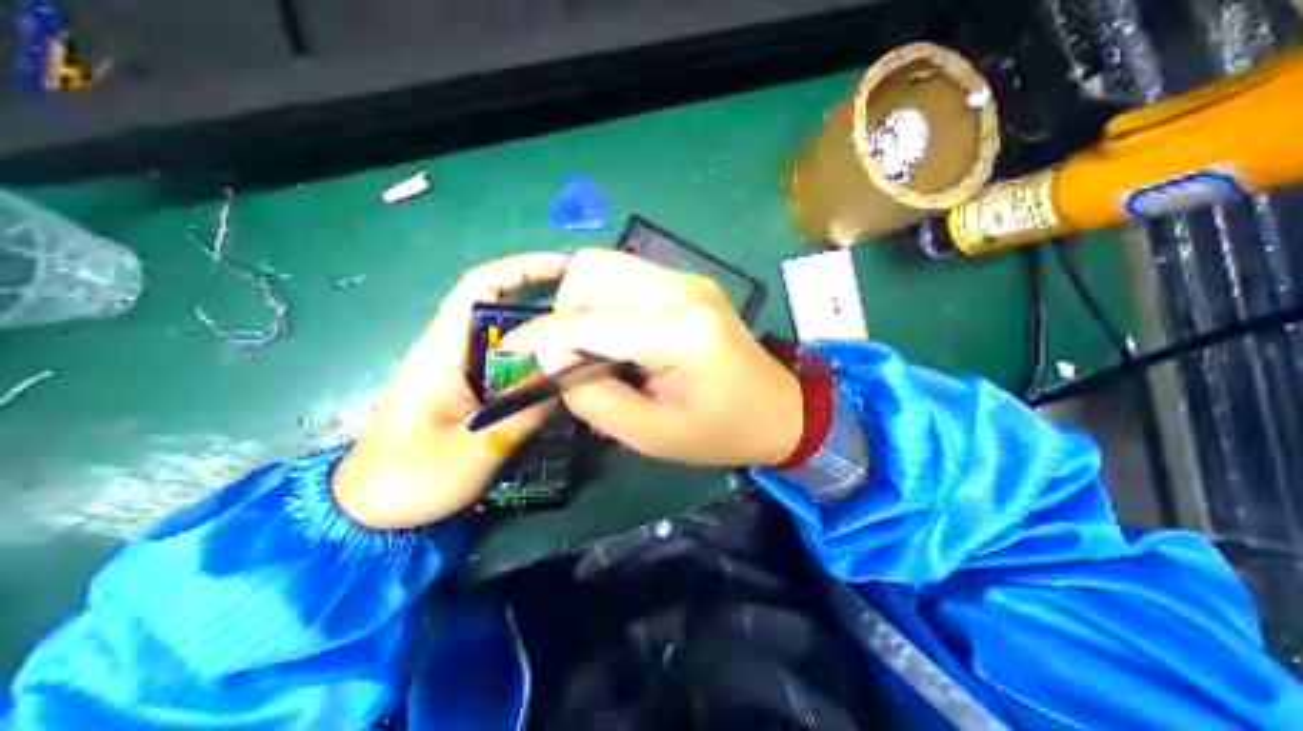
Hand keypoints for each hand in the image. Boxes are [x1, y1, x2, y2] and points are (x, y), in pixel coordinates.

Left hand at [333, 252, 563, 523]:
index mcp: (442, 350)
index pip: (480, 286)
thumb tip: (570, 379)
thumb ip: (526, 411)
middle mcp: (452, 349)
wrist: (370, 510)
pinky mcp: (470, 390)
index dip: (522, 268)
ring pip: (511, 341)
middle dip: (546, 306)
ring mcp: (462, 370)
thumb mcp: (476, 447)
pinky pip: (511, 367)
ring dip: (545, 340)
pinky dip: (537, 367)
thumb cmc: (412, 478)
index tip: (565, 267)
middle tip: (590, 317)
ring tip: (585, 347)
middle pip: (503, 310)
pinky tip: (561, 381)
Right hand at [499, 248, 799, 465]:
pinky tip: (619, 335)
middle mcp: (683, 290)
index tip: (512, 349)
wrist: (780, 410)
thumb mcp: (650, 434)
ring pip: (608, 265)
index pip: (590, 319)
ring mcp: (689, 280)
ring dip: (585, 303)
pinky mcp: (689, 283)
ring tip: (595, 346)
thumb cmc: (720, 432)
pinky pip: (629, 276)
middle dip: (566, 311)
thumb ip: (592, 395)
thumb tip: (553, 357)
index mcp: (679, 332)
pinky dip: (607, 301)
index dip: (542, 335)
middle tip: (573, 354)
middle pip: (594, 269)